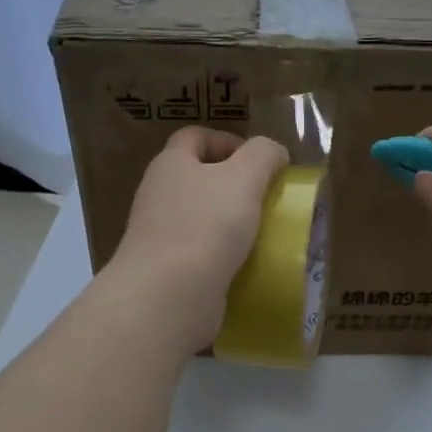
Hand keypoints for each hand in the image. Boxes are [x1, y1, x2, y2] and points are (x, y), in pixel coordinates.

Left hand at [105, 126, 290, 352]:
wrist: (169, 295)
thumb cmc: (206, 225)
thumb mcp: (245, 177)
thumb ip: (263, 155)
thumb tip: (274, 152)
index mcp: (171, 164)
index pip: (195, 137)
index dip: (228, 141)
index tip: (260, 162)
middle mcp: (158, 194)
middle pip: (197, 178)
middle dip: (233, 185)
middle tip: (266, 199)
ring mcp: (159, 234)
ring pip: (200, 218)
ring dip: (230, 223)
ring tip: (263, 234)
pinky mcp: (166, 270)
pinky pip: (200, 253)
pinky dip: (223, 256)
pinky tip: (246, 266)